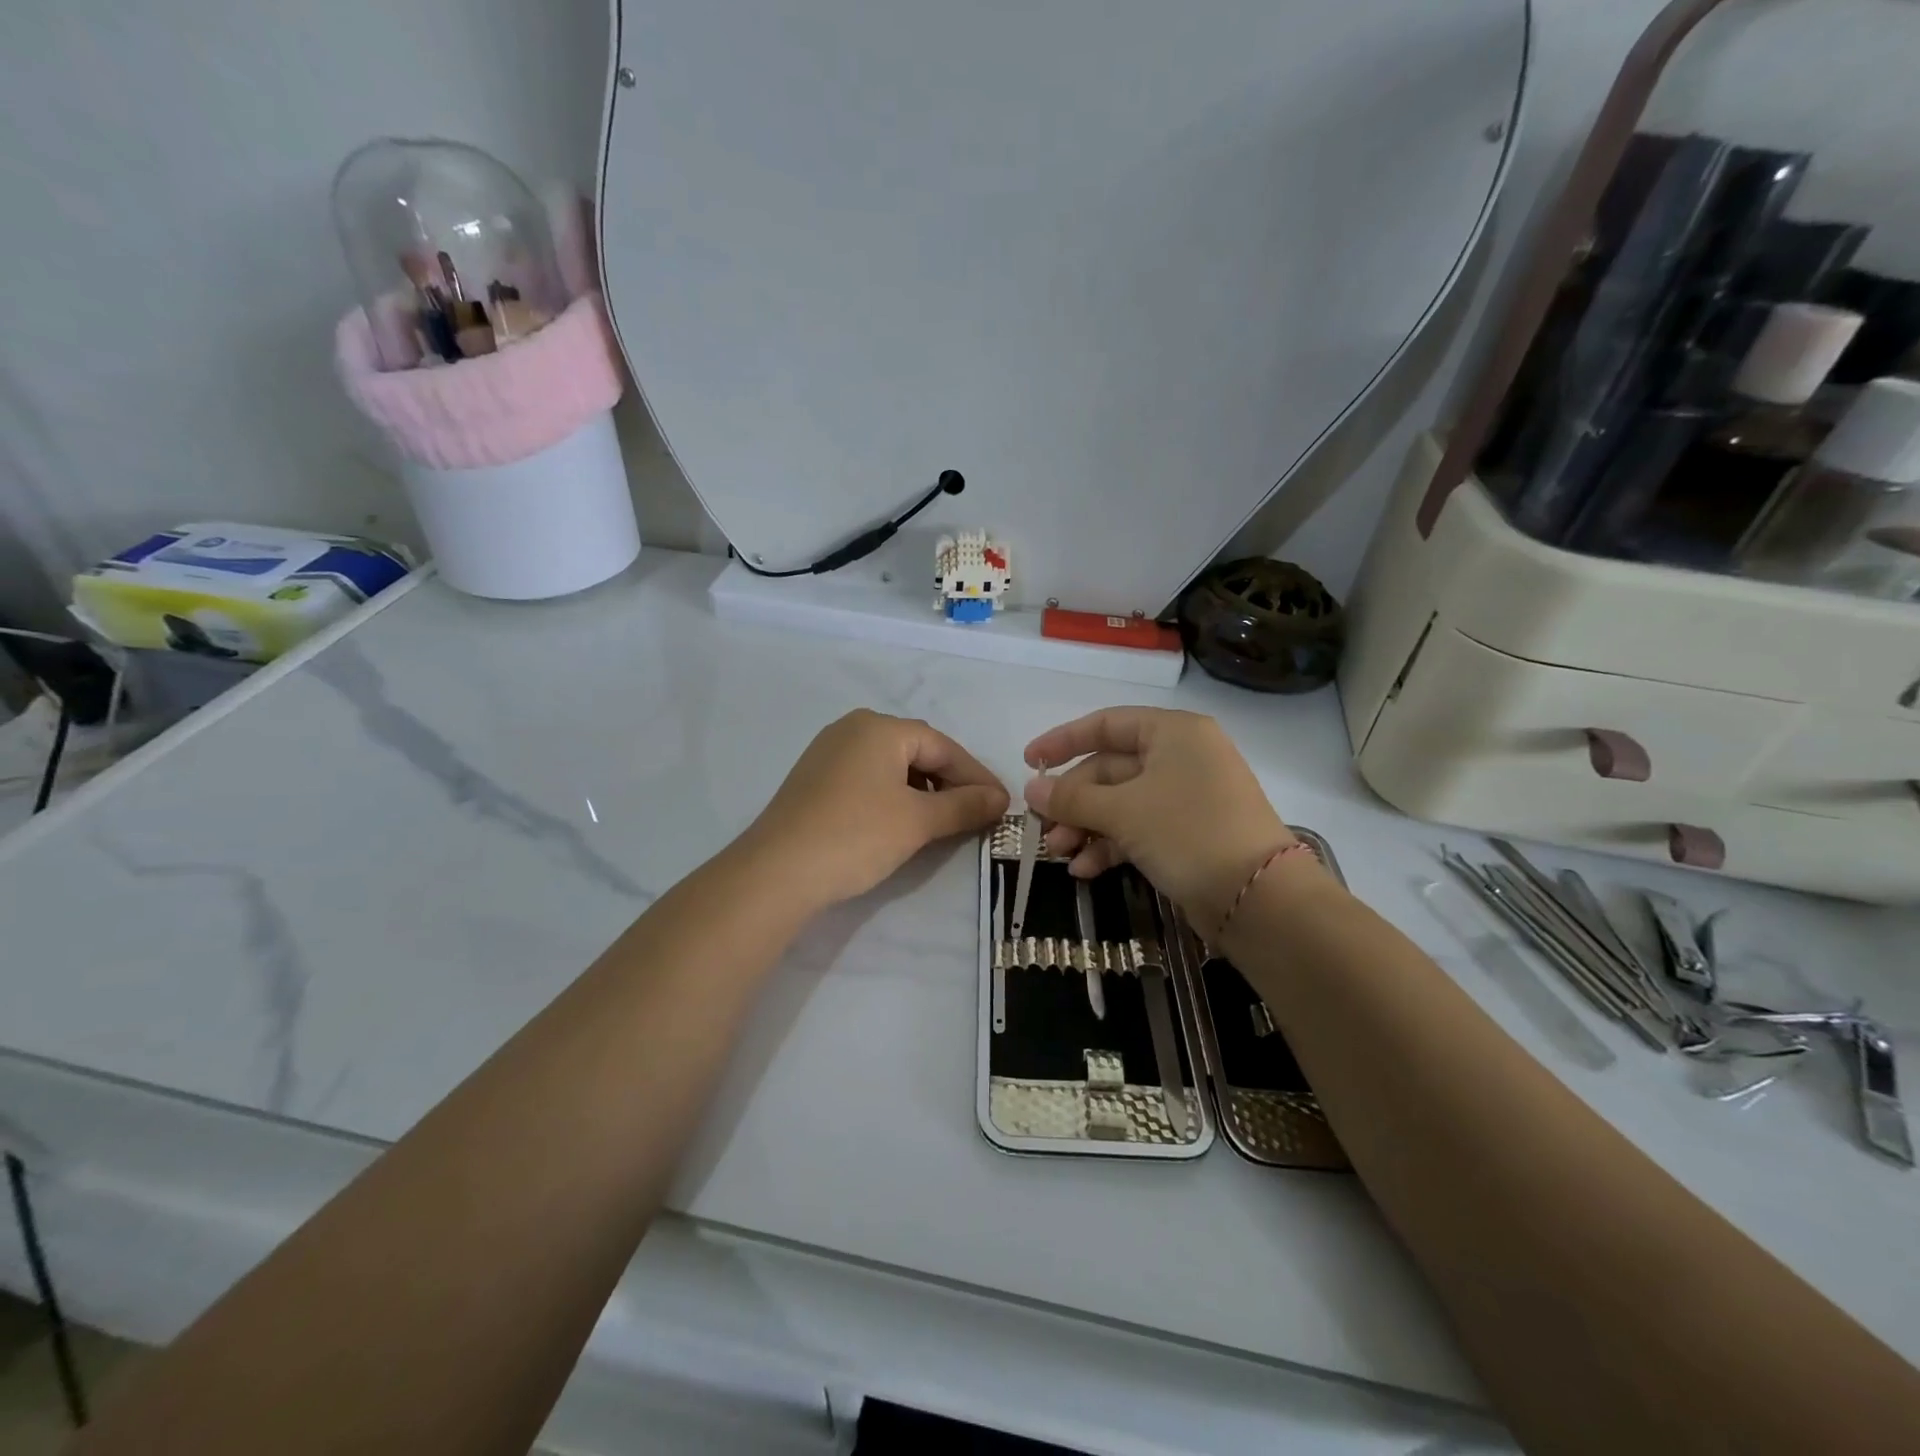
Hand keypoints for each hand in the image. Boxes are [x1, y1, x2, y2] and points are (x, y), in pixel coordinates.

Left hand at [744, 710, 1008, 910]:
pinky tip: (901, 822)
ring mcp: (829, 752)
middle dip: (950, 783)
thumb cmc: (856, 836)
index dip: (976, 776)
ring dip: (922, 791)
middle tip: (975, 813)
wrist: (777, 872)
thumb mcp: (918, 821)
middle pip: (917, 751)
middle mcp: (853, 728)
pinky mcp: (814, 779)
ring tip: (942, 822)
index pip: (943, 746)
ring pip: (891, 766)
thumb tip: (999, 799)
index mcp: (880, 727)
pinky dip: (893, 796)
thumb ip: (964, 806)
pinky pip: (867, 778)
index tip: (1000, 805)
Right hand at [1023, 707, 1301, 931]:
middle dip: (1073, 801)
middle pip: (1110, 769)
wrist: (1259, 899)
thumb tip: (1031, 789)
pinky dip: (1110, 845)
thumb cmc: (1188, 832)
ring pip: (1121, 803)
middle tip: (1041, 827)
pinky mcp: (1188, 834)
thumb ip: (1073, 798)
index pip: (1106, 724)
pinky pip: (1138, 828)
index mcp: (1172, 733)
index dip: (1063, 741)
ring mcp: (1186, 797)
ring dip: (1086, 827)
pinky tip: (1084, 870)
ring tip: (1058, 854)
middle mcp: (1181, 757)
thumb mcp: (1123, 811)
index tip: (1029, 762)